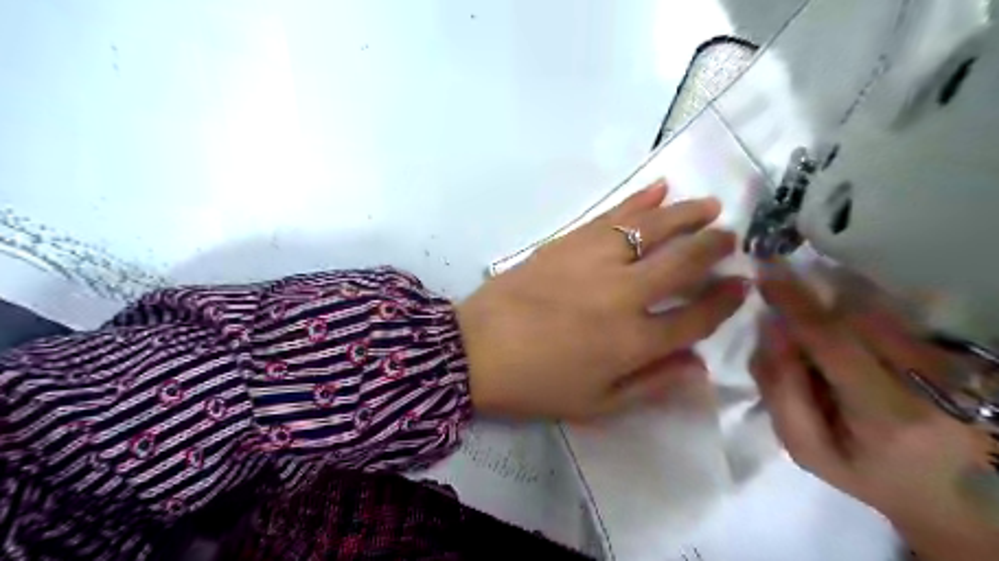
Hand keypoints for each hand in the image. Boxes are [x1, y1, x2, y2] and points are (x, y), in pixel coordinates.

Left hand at [455, 182, 744, 422]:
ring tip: (710, 205)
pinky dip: (639, 198)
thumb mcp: (597, 404)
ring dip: (687, 214)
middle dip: (715, 247)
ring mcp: (595, 261)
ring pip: (653, 228)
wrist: (475, 350)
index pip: (697, 316)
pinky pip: (611, 214)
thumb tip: (700, 368)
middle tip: (731, 238)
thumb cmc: (536, 384)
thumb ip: (652, 385)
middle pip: (684, 262)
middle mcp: (623, 294)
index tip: (743, 284)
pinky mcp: (568, 241)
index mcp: (633, 341)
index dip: (726, 300)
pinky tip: (659, 187)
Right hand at [754, 265, 998, 560]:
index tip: (765, 275)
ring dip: (833, 300)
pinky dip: (857, 308)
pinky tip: (842, 324)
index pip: (835, 342)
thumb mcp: (803, 446)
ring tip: (811, 318)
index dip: (797, 304)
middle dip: (811, 300)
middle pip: (857, 316)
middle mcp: (932, 384)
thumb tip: (770, 325)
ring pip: (878, 308)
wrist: (941, 491)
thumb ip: (779, 387)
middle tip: (780, 298)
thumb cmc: (861, 472)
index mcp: (888, 416)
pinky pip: (895, 313)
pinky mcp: (958, 355)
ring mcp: (953, 366)